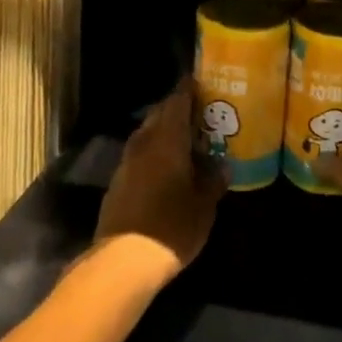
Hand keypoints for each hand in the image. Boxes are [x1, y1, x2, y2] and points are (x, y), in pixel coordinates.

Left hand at [94, 79, 224, 280]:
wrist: (123, 261)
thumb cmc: (172, 226)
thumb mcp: (204, 205)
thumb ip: (214, 181)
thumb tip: (223, 166)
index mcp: (167, 139)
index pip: (177, 101)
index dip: (188, 88)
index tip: (200, 81)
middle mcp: (144, 143)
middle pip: (158, 114)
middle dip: (176, 108)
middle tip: (199, 112)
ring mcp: (126, 163)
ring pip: (146, 134)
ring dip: (163, 131)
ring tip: (186, 139)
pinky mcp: (117, 183)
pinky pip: (139, 155)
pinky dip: (153, 152)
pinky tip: (167, 168)